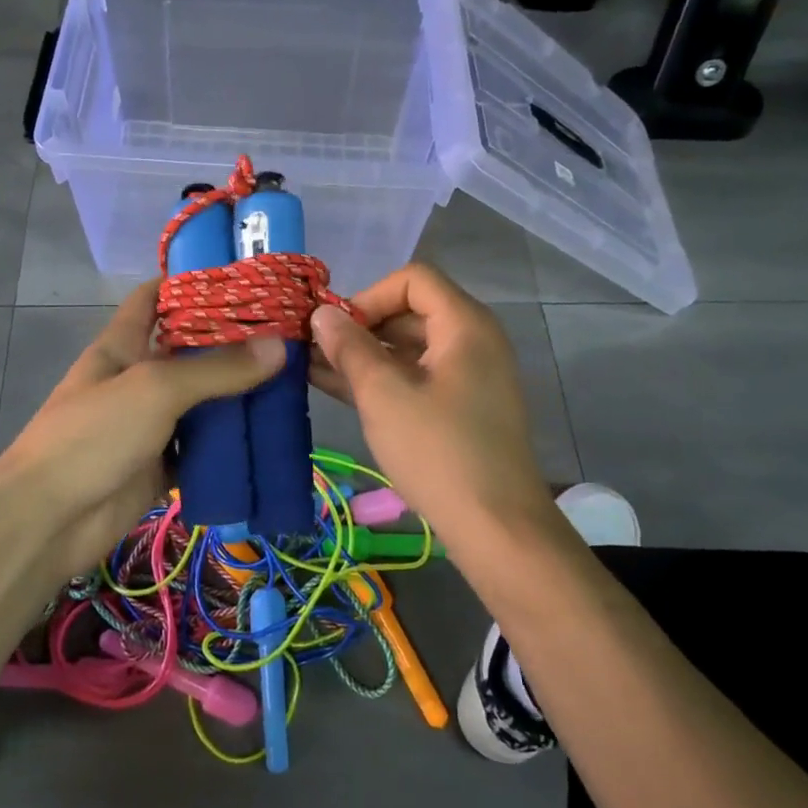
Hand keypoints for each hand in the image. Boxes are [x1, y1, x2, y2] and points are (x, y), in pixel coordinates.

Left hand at [0, 280, 284, 577]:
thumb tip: (279, 346)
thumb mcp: (154, 389)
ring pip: (199, 404)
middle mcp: (136, 380)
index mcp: (122, 346)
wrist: (47, 520)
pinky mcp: (158, 468)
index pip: (153, 298)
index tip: (242, 277)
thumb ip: (215, 369)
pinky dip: (228, 447)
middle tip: (287, 334)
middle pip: (187, 352)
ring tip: (291, 383)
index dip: (189, 282)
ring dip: (236, 397)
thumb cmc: (92, 436)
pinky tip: (266, 439)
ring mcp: (147, 426)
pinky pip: (200, 451)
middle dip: (231, 343)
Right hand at [310, 264, 555, 553]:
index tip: (337, 329)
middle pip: (409, 312)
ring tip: (311, 368)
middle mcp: (471, 342)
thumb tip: (321, 314)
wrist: (496, 527)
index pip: (413, 280)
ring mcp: (466, 377)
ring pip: (407, 349)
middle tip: (314, 349)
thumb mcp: (384, 395)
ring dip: (362, 356)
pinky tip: (335, 388)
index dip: (369, 296)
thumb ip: (349, 348)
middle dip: (359, 327)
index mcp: (465, 325)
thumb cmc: (438, 451)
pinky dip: (380, 380)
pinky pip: (415, 378)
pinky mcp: (459, 408)